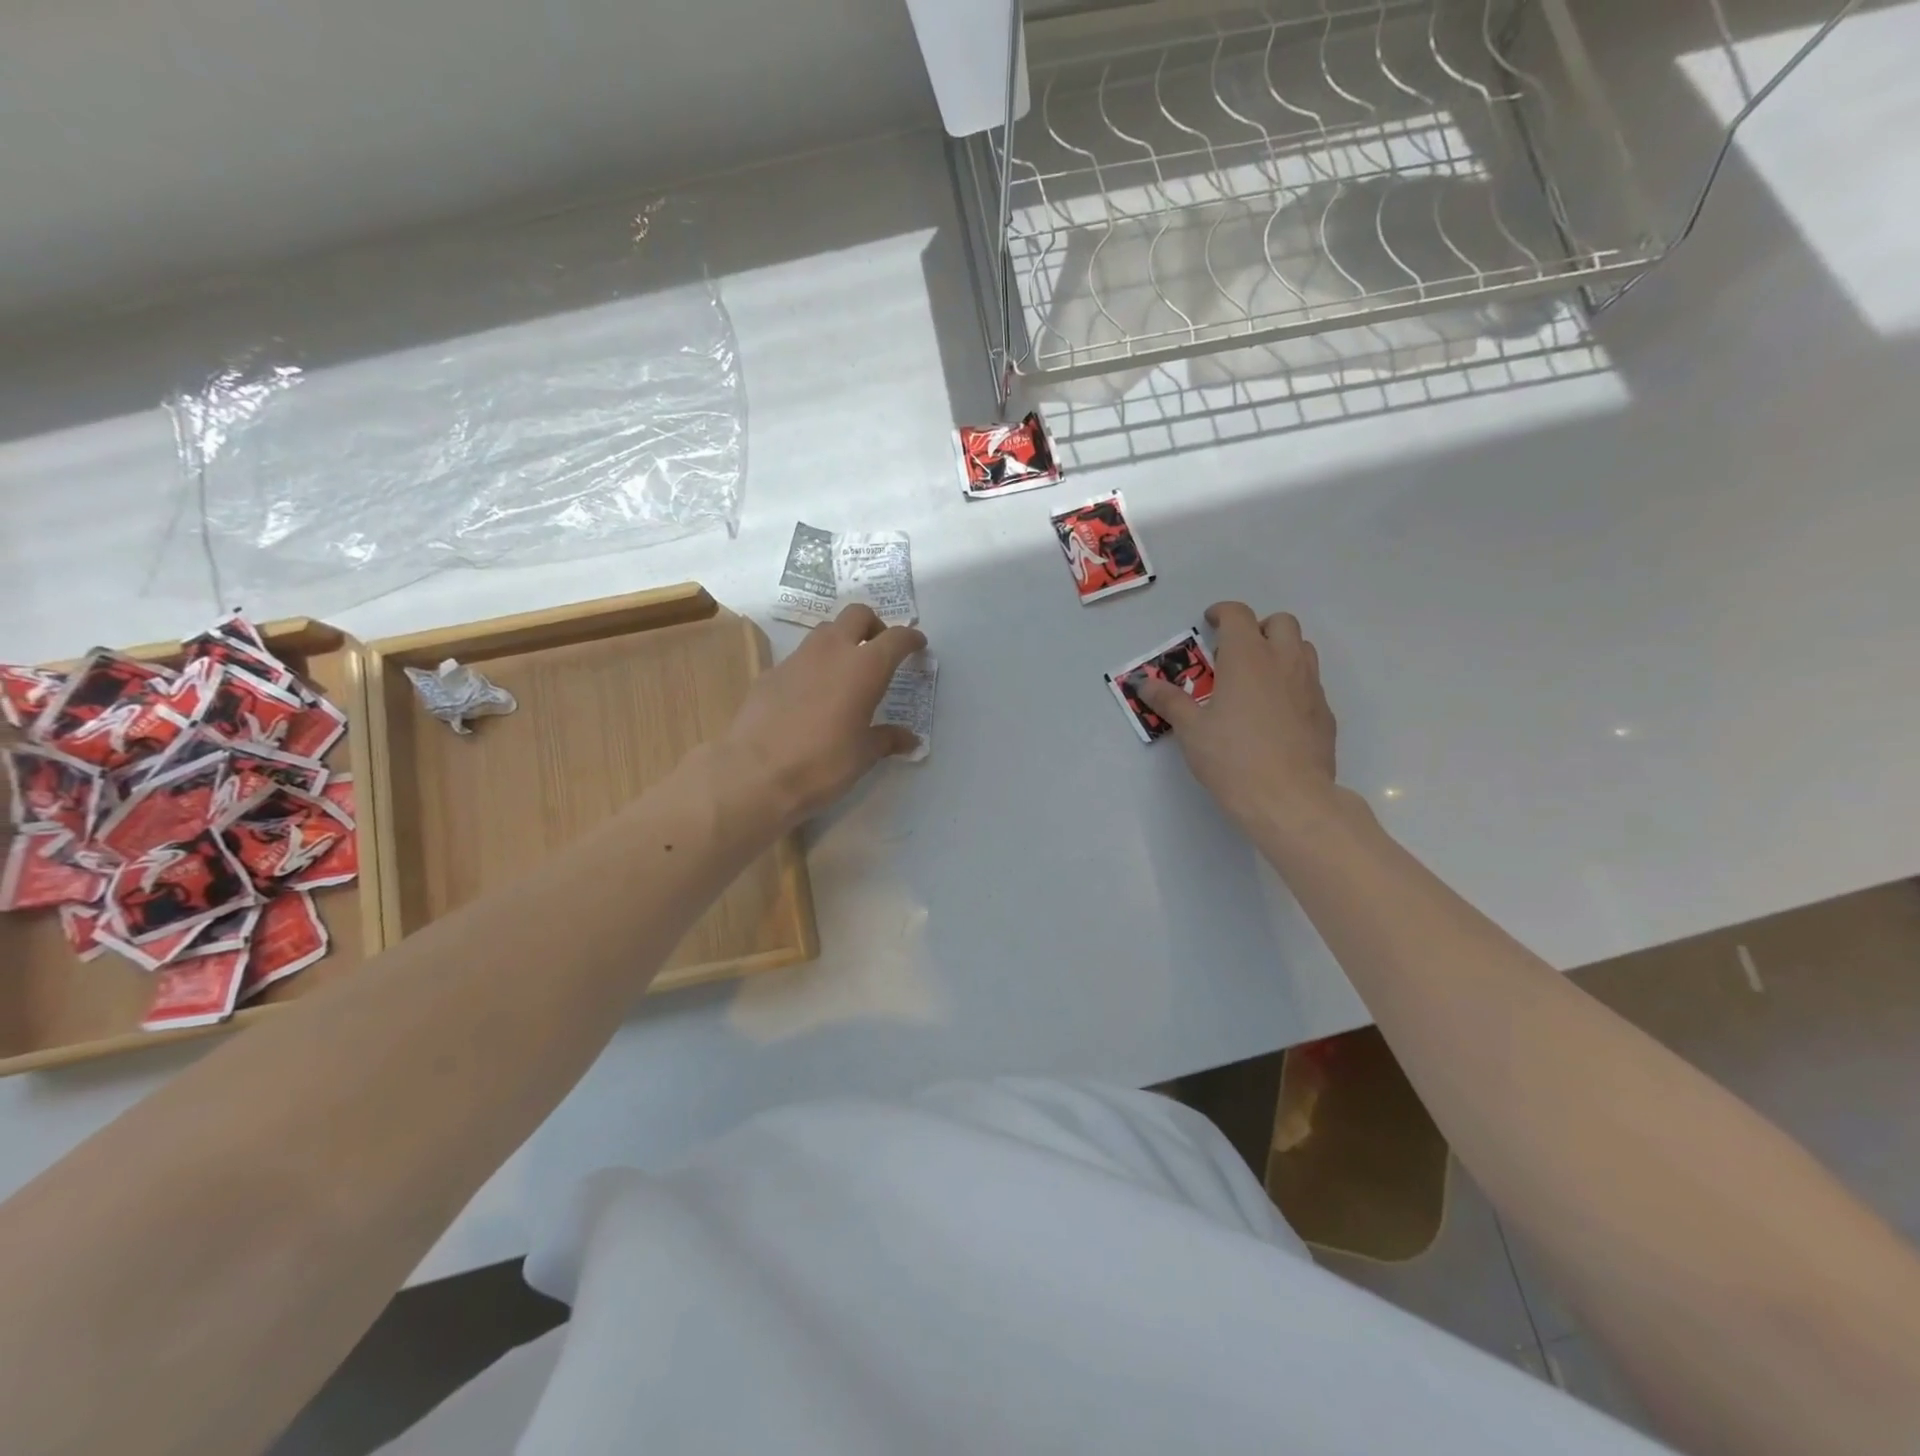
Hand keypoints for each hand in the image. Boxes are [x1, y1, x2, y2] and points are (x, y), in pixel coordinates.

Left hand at [720, 604, 927, 828]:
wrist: (754, 774)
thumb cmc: (822, 763)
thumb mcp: (864, 755)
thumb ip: (887, 739)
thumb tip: (910, 739)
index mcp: (864, 668)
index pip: (896, 639)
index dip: (910, 639)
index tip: (918, 646)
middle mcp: (832, 651)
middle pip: (857, 615)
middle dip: (873, 625)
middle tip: (880, 649)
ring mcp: (797, 658)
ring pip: (825, 631)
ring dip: (841, 641)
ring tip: (846, 671)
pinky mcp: (770, 673)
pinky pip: (800, 658)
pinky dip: (814, 665)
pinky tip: (812, 695)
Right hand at [1138, 603, 1337, 833]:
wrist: (1289, 798)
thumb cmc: (1232, 758)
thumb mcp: (1191, 730)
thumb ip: (1170, 701)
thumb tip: (1144, 683)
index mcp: (1248, 658)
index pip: (1238, 616)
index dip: (1222, 613)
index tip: (1210, 622)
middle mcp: (1284, 662)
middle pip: (1281, 623)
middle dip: (1258, 627)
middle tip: (1235, 652)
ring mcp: (1310, 687)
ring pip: (1302, 649)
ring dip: (1280, 651)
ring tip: (1257, 678)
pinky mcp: (1324, 713)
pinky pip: (1310, 683)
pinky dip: (1292, 683)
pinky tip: (1275, 713)